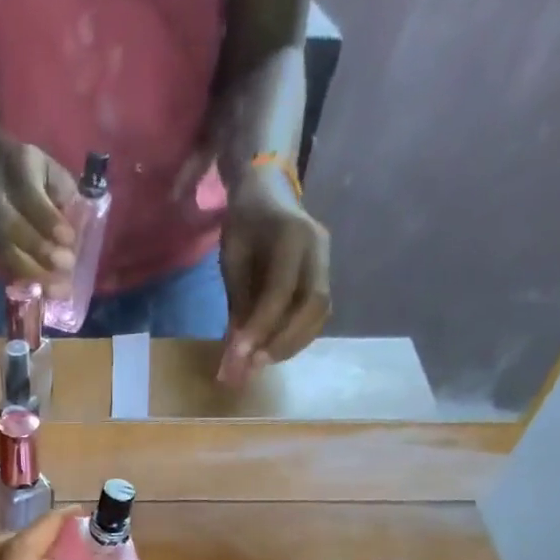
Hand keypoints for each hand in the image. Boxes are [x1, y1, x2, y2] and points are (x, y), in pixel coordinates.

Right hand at [0, 141, 78, 290]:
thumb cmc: (28, 170)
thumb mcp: (48, 166)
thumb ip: (63, 189)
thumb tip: (79, 220)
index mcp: (17, 169)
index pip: (30, 197)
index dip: (48, 220)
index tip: (69, 239)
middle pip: (13, 229)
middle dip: (41, 250)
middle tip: (67, 265)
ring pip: (8, 254)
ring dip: (33, 275)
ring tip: (58, 290)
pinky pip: (6, 268)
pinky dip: (24, 284)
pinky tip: (43, 295)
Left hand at [218, 167, 330, 384]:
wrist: (269, 194)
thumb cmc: (245, 225)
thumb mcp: (233, 258)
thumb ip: (238, 303)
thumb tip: (235, 354)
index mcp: (292, 235)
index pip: (281, 290)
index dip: (260, 327)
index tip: (238, 356)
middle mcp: (318, 249)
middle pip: (314, 305)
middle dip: (284, 341)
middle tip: (254, 365)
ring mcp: (326, 263)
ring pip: (320, 314)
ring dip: (291, 345)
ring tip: (260, 363)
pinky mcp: (324, 278)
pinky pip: (317, 315)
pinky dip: (296, 338)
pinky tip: (272, 350)